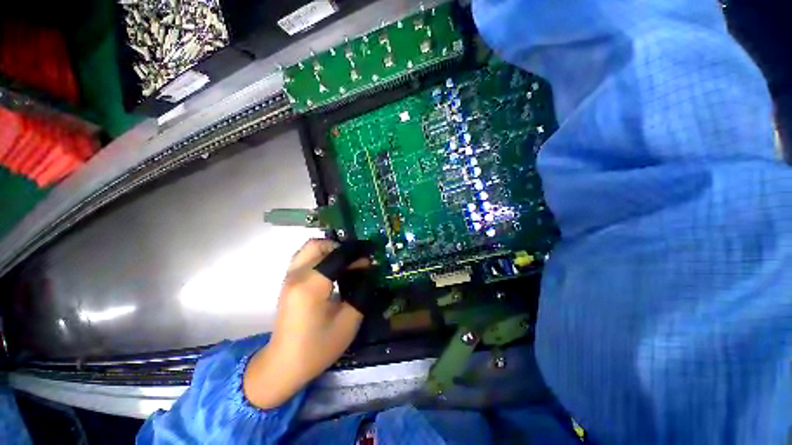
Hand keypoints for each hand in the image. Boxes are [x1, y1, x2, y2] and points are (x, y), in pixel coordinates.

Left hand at [243, 239, 370, 408]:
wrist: (283, 365)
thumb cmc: (318, 347)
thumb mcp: (349, 321)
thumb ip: (361, 290)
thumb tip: (367, 269)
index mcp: (311, 286)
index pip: (337, 255)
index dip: (356, 252)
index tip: (370, 256)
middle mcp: (296, 275)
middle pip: (319, 244)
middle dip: (341, 247)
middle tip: (356, 260)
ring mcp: (289, 276)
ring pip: (310, 247)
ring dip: (330, 249)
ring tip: (346, 263)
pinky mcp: (288, 280)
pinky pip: (305, 256)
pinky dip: (321, 255)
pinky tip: (332, 269)